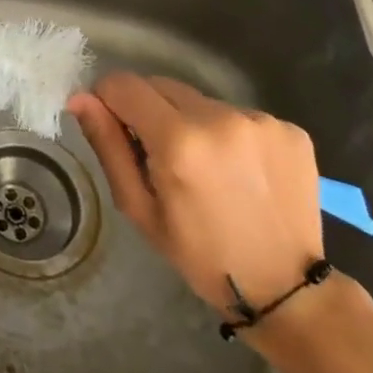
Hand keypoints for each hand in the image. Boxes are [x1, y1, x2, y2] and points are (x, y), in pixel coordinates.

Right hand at [69, 74, 323, 323]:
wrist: (286, 288)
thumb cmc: (200, 254)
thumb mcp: (139, 207)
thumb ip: (108, 145)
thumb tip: (81, 98)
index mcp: (178, 140)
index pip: (123, 84)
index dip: (109, 100)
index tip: (116, 129)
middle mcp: (220, 118)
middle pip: (161, 85)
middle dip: (149, 111)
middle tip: (160, 156)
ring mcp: (260, 121)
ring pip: (199, 100)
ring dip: (190, 122)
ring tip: (205, 167)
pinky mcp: (291, 128)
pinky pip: (237, 114)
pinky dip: (228, 134)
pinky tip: (239, 170)